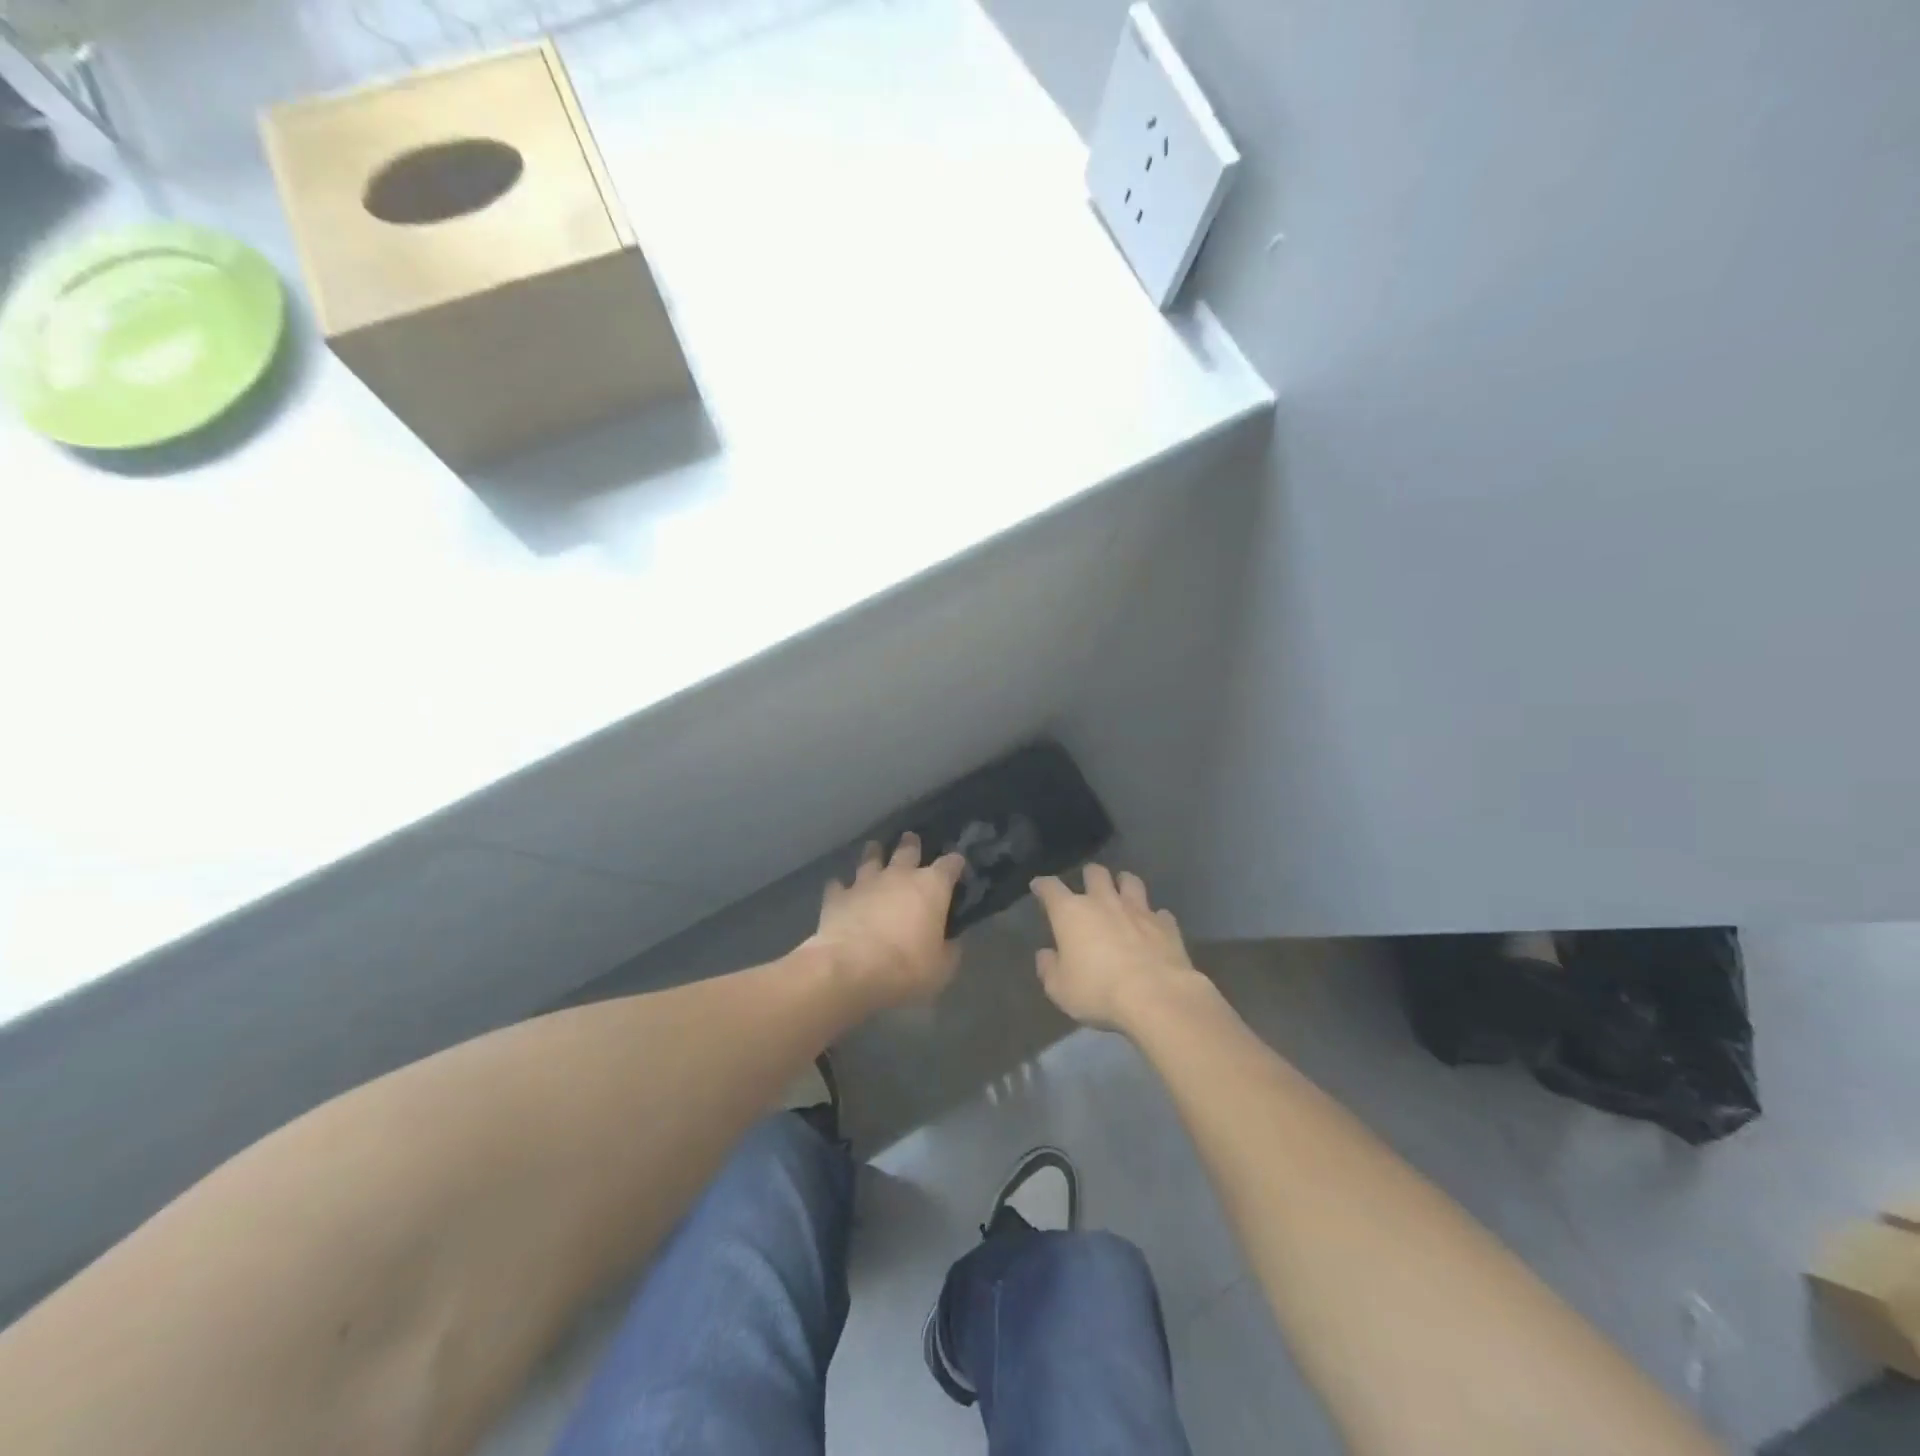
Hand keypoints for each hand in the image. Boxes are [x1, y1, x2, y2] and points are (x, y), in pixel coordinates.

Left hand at [810, 834, 966, 1010]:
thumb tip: (951, 942)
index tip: (957, 864)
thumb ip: (948, 949)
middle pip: (907, 850)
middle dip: (911, 844)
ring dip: (874, 853)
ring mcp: (865, 883)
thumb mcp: (941, 968)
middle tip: (911, 839)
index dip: (955, 863)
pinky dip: (840, 886)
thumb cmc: (906, 969)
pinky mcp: (837, 897)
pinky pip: (838, 885)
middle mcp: (899, 876)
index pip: (950, 864)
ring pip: (871, 858)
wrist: (851, 971)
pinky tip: (838, 888)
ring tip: (874, 849)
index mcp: (931, 887)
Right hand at [1031, 864, 1199, 1031]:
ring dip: (1124, 884)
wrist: (1156, 996)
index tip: (1039, 886)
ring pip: (1131, 882)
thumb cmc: (1098, 991)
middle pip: (1095, 874)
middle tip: (1088, 884)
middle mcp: (1104, 902)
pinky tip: (1154, 925)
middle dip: (1089, 875)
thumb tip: (1045, 955)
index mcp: (1071, 913)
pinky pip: (1160, 913)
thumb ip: (1049, 968)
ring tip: (1122, 891)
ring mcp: (1138, 910)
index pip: (1051, 888)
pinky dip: (1155, 917)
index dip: (1043, 885)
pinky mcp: (1166, 925)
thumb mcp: (1060, 989)